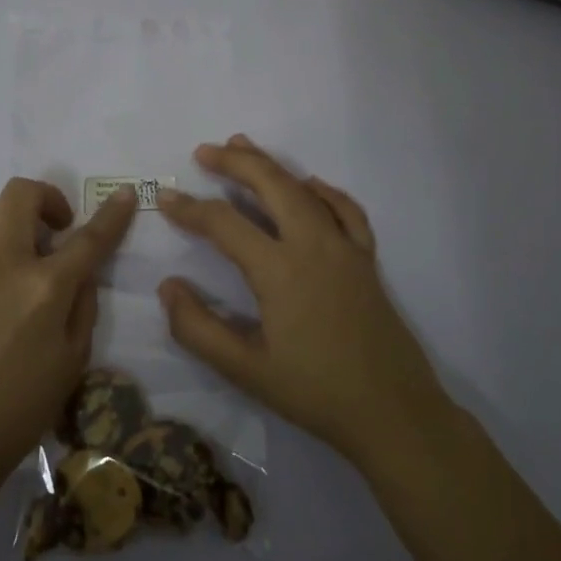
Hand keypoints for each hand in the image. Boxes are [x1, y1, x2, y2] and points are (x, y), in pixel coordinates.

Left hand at [0, 178, 137, 481]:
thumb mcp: (73, 361)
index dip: (112, 213)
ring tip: (26, 252)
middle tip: (58, 230)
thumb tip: (81, 271)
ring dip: (14, 216)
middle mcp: (1, 263)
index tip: (126, 195)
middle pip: (21, 194)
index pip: (87, 238)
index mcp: (43, 288)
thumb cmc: (19, 408)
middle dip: (48, 198)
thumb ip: (83, 305)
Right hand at [156, 136, 449, 466]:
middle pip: (271, 184)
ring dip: (272, 165)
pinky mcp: (366, 259)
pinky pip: (345, 210)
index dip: (190, 209)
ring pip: (305, 189)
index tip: (166, 199)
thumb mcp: (245, 370)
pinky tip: (310, 185)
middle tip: (204, 151)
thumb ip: (198, 328)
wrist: (394, 414)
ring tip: (244, 147)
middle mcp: (313, 245)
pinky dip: (323, 190)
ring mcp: (345, 248)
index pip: (224, 224)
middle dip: (235, 162)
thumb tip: (168, 286)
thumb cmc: (315, 393)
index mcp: (279, 270)